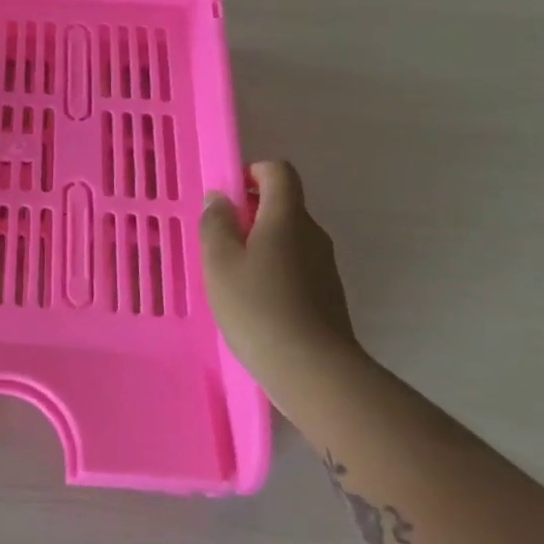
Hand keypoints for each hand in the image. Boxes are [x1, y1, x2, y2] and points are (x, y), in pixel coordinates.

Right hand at [201, 161, 360, 382]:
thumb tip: (220, 199)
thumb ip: (216, 224)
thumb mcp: (219, 262)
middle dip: (250, 215)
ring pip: (288, 240)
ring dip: (260, 247)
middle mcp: (312, 234)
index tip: (228, 198)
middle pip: (283, 206)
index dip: (252, 173)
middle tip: (219, 243)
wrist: (313, 371)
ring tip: (232, 279)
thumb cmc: (258, 307)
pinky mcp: (327, 296)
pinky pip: (296, 268)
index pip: (278, 172)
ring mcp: (324, 267)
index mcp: (287, 217)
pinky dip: (273, 273)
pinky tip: (254, 305)